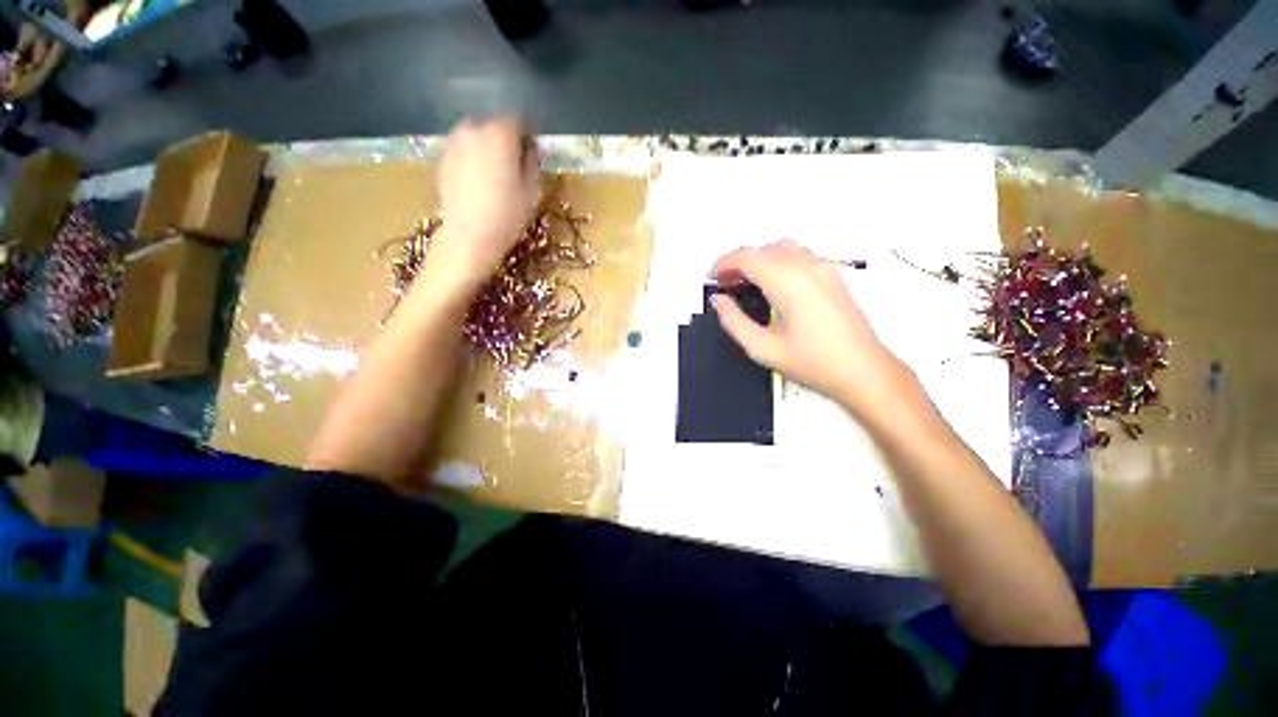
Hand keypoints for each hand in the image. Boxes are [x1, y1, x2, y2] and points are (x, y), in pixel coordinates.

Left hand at [423, 116, 539, 294]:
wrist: (469, 236)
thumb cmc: (507, 216)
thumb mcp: (532, 191)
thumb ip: (532, 162)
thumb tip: (529, 149)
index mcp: (500, 135)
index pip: (518, 119)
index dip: (527, 133)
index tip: (532, 150)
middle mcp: (474, 129)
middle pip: (494, 124)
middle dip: (505, 138)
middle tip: (514, 161)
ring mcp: (454, 142)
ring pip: (476, 134)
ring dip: (487, 145)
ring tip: (495, 170)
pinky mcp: (442, 157)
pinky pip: (463, 148)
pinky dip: (472, 156)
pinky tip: (478, 179)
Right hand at [712, 240, 904, 409]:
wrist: (862, 369)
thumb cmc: (817, 362)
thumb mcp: (763, 348)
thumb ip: (734, 321)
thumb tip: (720, 302)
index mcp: (789, 283)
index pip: (748, 257)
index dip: (724, 263)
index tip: (714, 275)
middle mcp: (808, 268)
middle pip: (764, 249)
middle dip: (739, 261)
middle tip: (726, 282)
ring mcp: (824, 269)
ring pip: (782, 248)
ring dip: (759, 259)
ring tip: (746, 282)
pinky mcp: (833, 275)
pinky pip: (799, 255)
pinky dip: (777, 261)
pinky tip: (772, 283)